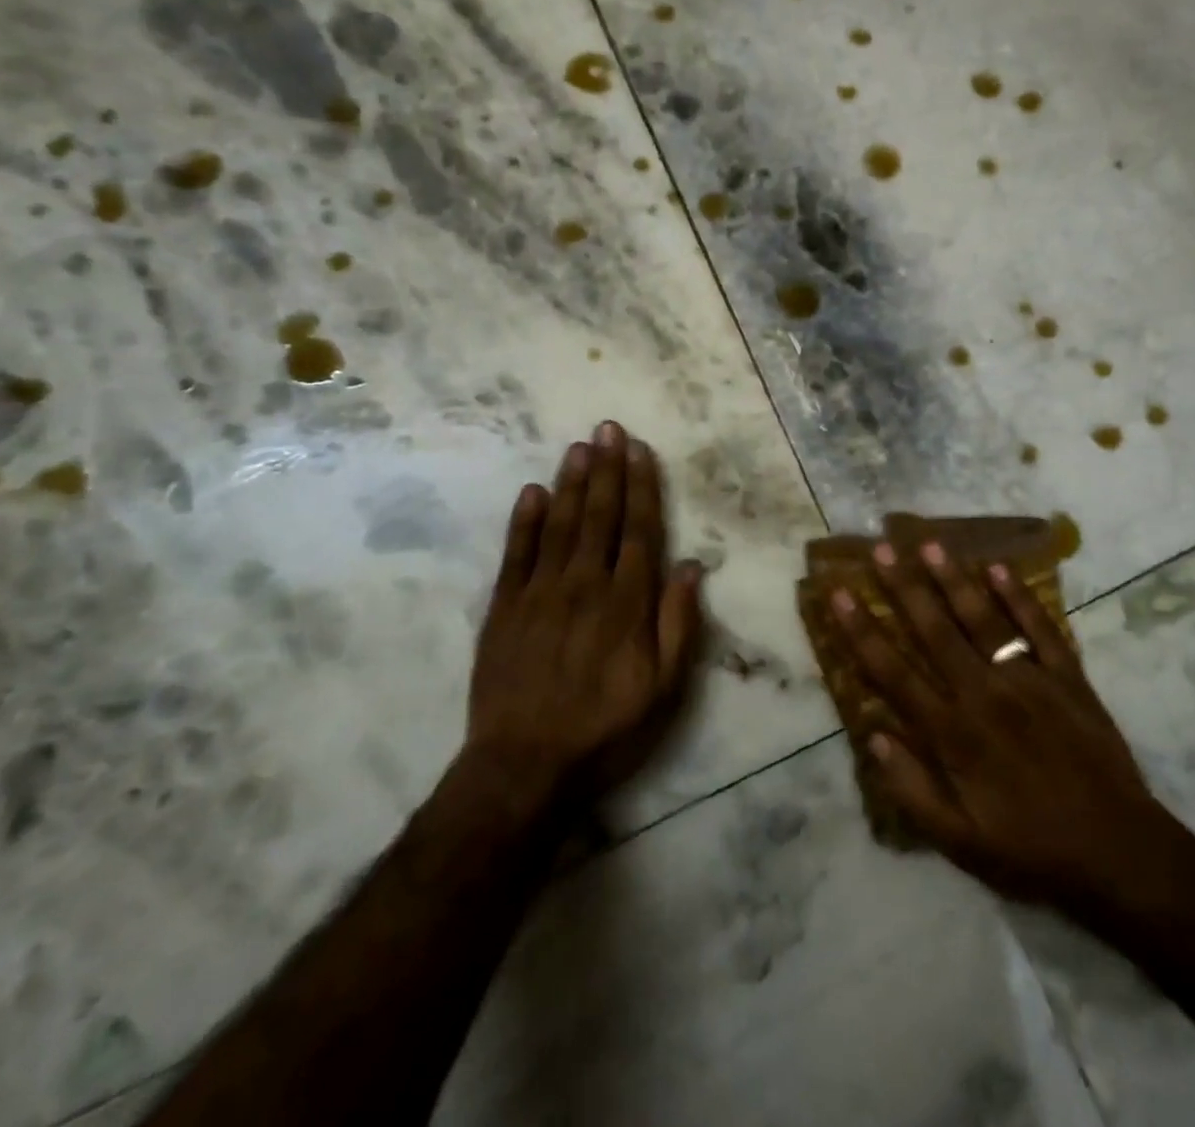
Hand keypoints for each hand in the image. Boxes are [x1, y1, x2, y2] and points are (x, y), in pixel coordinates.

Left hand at [466, 422, 702, 810]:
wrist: (524, 766)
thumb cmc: (605, 728)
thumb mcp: (664, 688)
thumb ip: (679, 623)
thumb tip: (691, 565)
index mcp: (627, 602)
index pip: (640, 530)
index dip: (642, 487)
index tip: (640, 450)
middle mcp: (585, 584)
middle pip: (600, 516)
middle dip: (607, 469)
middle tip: (608, 428)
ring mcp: (540, 593)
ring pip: (560, 525)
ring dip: (571, 483)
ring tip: (579, 446)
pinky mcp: (504, 608)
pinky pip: (516, 554)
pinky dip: (524, 521)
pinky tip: (532, 492)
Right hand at [825, 542, 1168, 908]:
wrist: (1120, 853)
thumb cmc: (1031, 850)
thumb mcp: (959, 842)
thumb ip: (911, 789)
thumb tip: (873, 735)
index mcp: (954, 734)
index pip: (893, 671)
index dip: (861, 631)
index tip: (839, 593)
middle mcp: (985, 694)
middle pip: (935, 631)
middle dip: (903, 587)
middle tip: (881, 548)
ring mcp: (1030, 680)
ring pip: (983, 619)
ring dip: (953, 580)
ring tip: (929, 544)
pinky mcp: (1068, 677)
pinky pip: (1040, 628)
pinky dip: (1019, 597)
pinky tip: (999, 567)